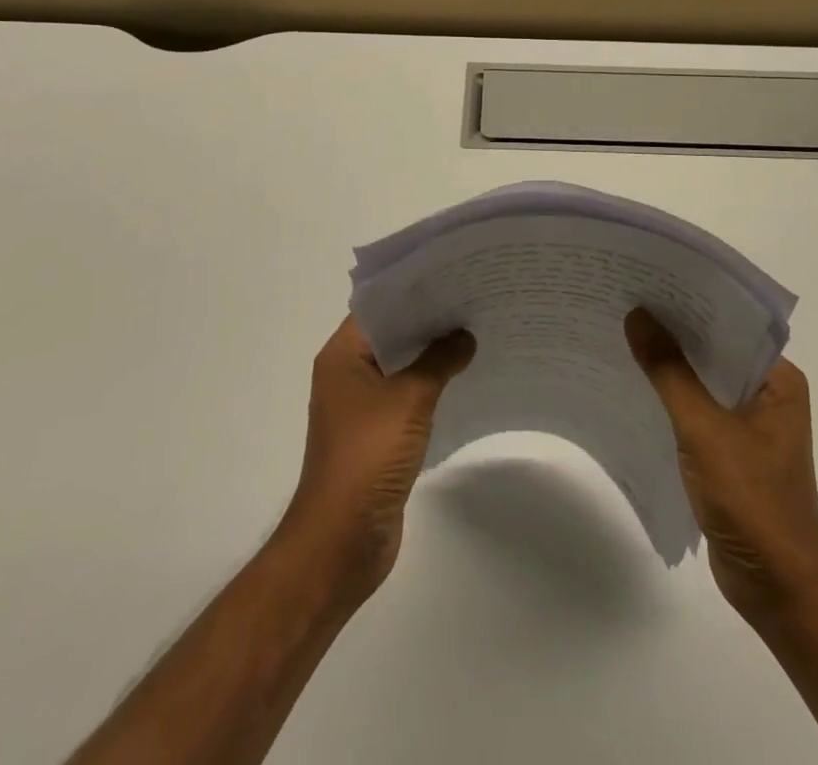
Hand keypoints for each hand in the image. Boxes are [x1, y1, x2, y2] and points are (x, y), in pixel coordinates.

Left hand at [278, 316, 474, 604]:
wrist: (342, 540)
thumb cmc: (368, 456)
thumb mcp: (409, 399)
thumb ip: (439, 361)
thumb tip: (464, 336)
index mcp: (342, 356)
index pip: (378, 307)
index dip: (413, 292)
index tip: (451, 278)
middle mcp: (347, 374)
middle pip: (391, 336)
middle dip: (428, 322)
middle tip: (472, 301)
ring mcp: (360, 407)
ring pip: (400, 367)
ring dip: (431, 356)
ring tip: (474, 334)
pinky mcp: (376, 435)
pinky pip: (406, 397)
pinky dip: (430, 386)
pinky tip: (463, 379)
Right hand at [625, 308, 817, 618]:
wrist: (777, 590)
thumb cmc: (751, 500)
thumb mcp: (704, 429)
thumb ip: (670, 371)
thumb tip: (638, 315)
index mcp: (778, 380)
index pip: (731, 324)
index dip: (691, 301)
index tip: (648, 279)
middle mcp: (767, 394)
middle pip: (714, 350)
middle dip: (674, 330)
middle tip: (625, 299)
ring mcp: (749, 424)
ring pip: (702, 380)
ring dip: (669, 364)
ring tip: (621, 333)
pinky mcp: (730, 450)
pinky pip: (696, 409)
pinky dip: (669, 397)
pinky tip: (634, 384)